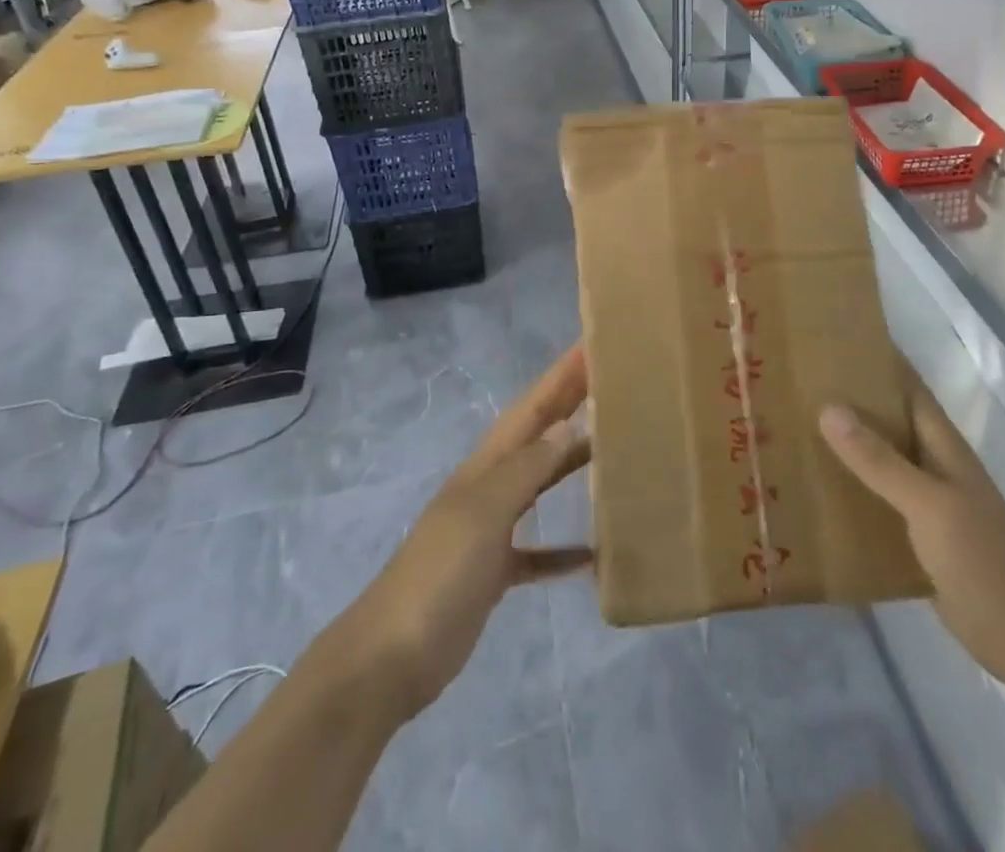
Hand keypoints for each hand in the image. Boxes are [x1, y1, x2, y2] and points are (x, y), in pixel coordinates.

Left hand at [342, 345, 591, 716]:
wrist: (391, 658)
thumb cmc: (439, 574)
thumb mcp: (484, 512)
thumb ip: (527, 469)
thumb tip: (569, 426)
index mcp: (486, 466)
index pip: (531, 407)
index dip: (560, 376)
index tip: (592, 345)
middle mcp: (490, 488)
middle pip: (537, 437)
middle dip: (570, 406)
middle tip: (612, 383)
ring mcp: (490, 530)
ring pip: (539, 485)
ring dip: (570, 464)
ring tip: (611, 448)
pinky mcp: (493, 573)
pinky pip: (537, 552)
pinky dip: (562, 548)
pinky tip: (592, 553)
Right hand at [820, 369, 1004, 693]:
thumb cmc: (984, 561)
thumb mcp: (929, 504)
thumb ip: (880, 460)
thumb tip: (828, 407)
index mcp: (941, 444)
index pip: (905, 384)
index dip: (874, 358)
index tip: (827, 338)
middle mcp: (931, 463)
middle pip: (886, 419)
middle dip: (846, 398)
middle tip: (792, 382)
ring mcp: (925, 501)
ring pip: (877, 459)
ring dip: (843, 445)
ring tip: (790, 427)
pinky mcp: (916, 536)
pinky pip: (875, 499)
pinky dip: (848, 489)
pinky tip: (812, 490)